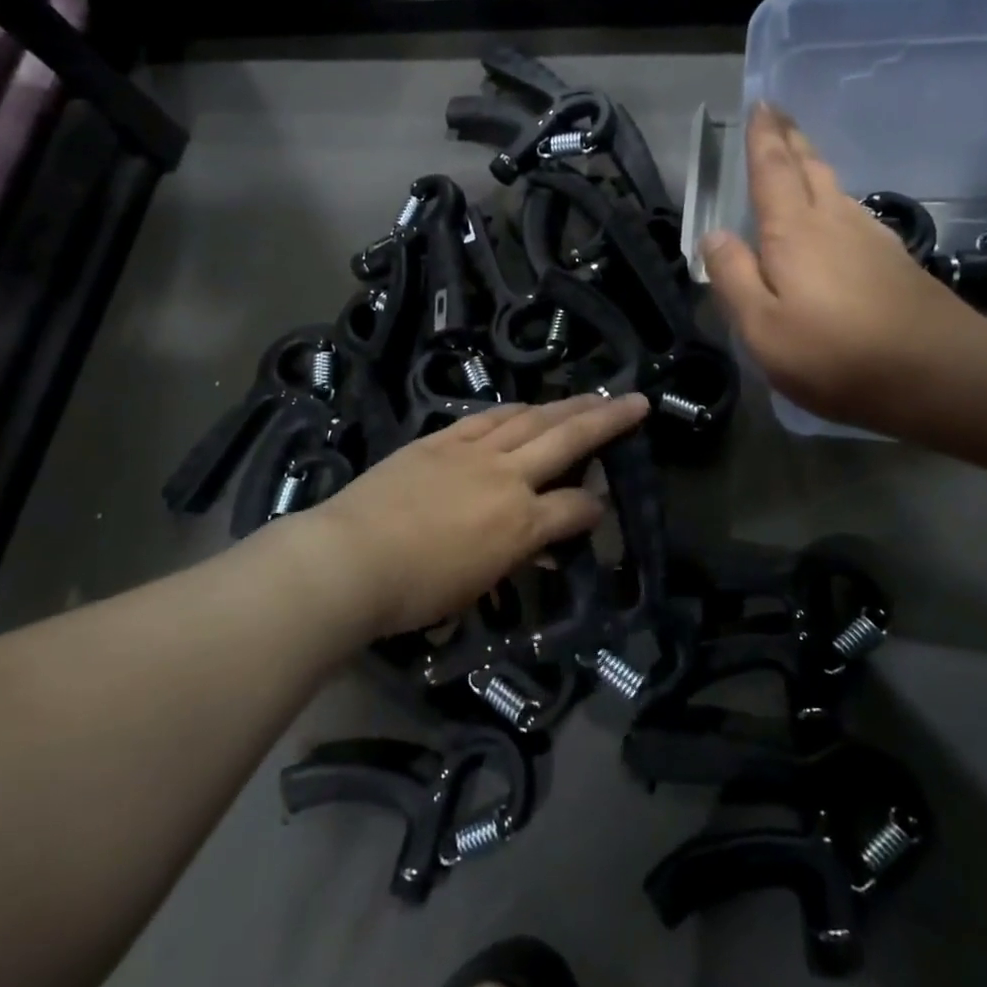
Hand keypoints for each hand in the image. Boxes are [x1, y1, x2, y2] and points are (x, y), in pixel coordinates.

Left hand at [275, 393, 648, 638]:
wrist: (350, 558)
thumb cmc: (414, 591)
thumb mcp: (477, 586)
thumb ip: (514, 557)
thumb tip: (537, 544)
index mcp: (520, 524)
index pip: (575, 507)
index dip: (594, 508)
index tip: (600, 509)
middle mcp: (507, 478)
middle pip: (567, 439)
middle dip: (607, 419)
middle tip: (636, 400)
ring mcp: (473, 452)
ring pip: (531, 418)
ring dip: (565, 405)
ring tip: (590, 395)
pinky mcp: (441, 440)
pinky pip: (488, 418)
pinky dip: (515, 410)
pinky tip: (527, 405)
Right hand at [700, 104, 978, 434]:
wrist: (938, 372)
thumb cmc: (835, 353)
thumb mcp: (762, 327)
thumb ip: (734, 277)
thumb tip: (714, 236)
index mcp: (793, 231)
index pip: (772, 170)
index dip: (763, 137)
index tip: (760, 104)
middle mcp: (833, 220)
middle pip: (808, 167)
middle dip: (790, 139)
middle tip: (777, 114)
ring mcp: (870, 238)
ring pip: (834, 188)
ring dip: (812, 167)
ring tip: (797, 159)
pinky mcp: (894, 261)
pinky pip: (853, 213)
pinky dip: (833, 200)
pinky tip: (834, 216)